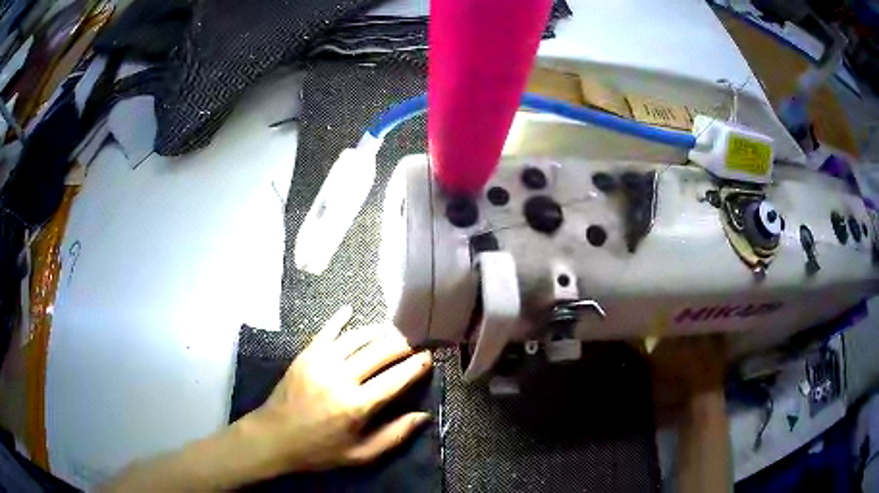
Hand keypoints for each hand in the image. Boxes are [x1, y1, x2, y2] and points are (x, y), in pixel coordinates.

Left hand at [238, 306, 432, 476]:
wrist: (274, 437)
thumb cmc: (320, 450)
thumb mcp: (360, 455)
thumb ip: (394, 436)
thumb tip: (423, 416)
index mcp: (357, 405)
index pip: (395, 379)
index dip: (416, 366)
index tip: (428, 357)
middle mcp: (341, 378)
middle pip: (379, 352)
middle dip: (401, 345)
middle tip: (413, 344)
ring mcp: (320, 362)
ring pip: (356, 337)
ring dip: (377, 331)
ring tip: (392, 331)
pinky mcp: (305, 355)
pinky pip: (326, 331)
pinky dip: (340, 319)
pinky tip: (350, 310)